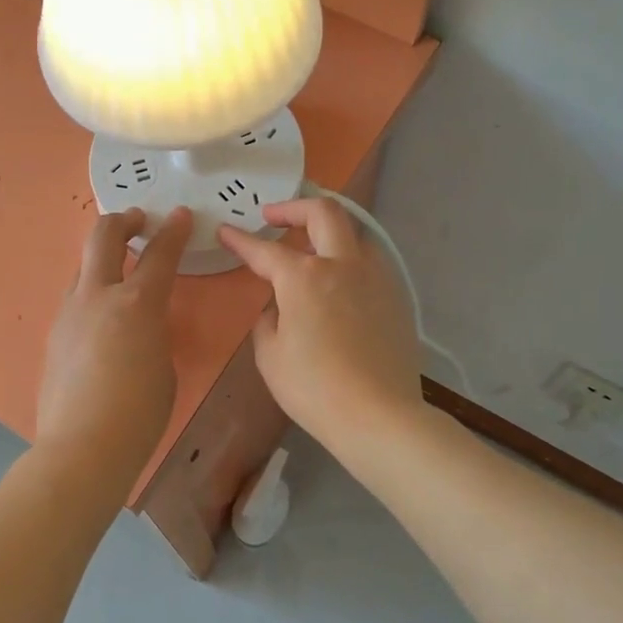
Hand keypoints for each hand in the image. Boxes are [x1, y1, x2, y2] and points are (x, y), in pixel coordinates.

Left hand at [35, 207, 191, 479]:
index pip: (160, 254)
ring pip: (83, 267)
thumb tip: (140, 324)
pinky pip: (74, 301)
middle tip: (138, 221)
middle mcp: (98, 297)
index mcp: (136, 304)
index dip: (173, 231)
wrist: (82, 447)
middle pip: (103, 236)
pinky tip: (101, 321)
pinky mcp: (53, 335)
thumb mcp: (163, 365)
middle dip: (123, 221)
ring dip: (103, 260)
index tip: (180, 215)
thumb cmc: (139, 414)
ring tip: (119, 273)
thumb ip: (154, 332)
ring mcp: (69, 313)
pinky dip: (91, 295)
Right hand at [219, 198, 423, 449]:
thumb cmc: (314, 388)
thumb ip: (268, 320)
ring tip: (311, 250)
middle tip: (273, 217)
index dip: (240, 239)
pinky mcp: (396, 297)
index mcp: (304, 278)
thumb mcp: (270, 355)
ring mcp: (376, 278)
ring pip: (354, 233)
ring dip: (328, 232)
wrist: (379, 415)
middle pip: (324, 212)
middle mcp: (343, 265)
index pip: (265, 250)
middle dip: (294, 207)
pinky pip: (369, 262)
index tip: (225, 231)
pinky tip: (339, 284)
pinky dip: (348, 260)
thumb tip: (280, 307)